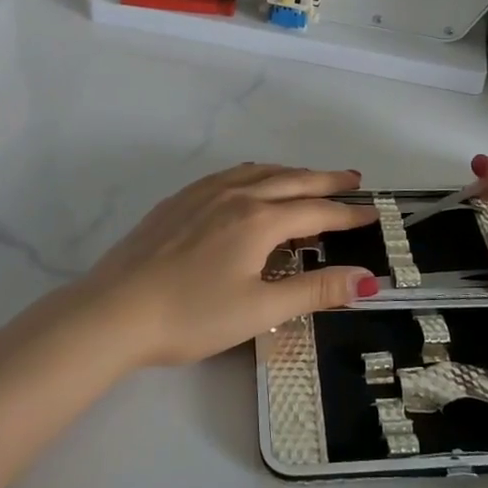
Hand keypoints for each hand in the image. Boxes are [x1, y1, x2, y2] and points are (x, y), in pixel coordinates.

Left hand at [77, 164, 381, 366]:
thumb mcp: (259, 310)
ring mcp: (205, 193)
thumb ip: (314, 291)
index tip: (373, 213)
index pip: (316, 211)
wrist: (114, 310)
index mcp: (259, 220)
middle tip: (355, 180)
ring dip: (292, 173)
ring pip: (261, 172)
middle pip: (292, 180)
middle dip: (327, 180)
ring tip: (310, 178)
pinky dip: (258, 173)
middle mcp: (237, 194)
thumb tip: (367, 279)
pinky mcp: (180, 199)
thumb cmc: (191, 316)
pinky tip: (252, 181)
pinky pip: (231, 174)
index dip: (347, 213)